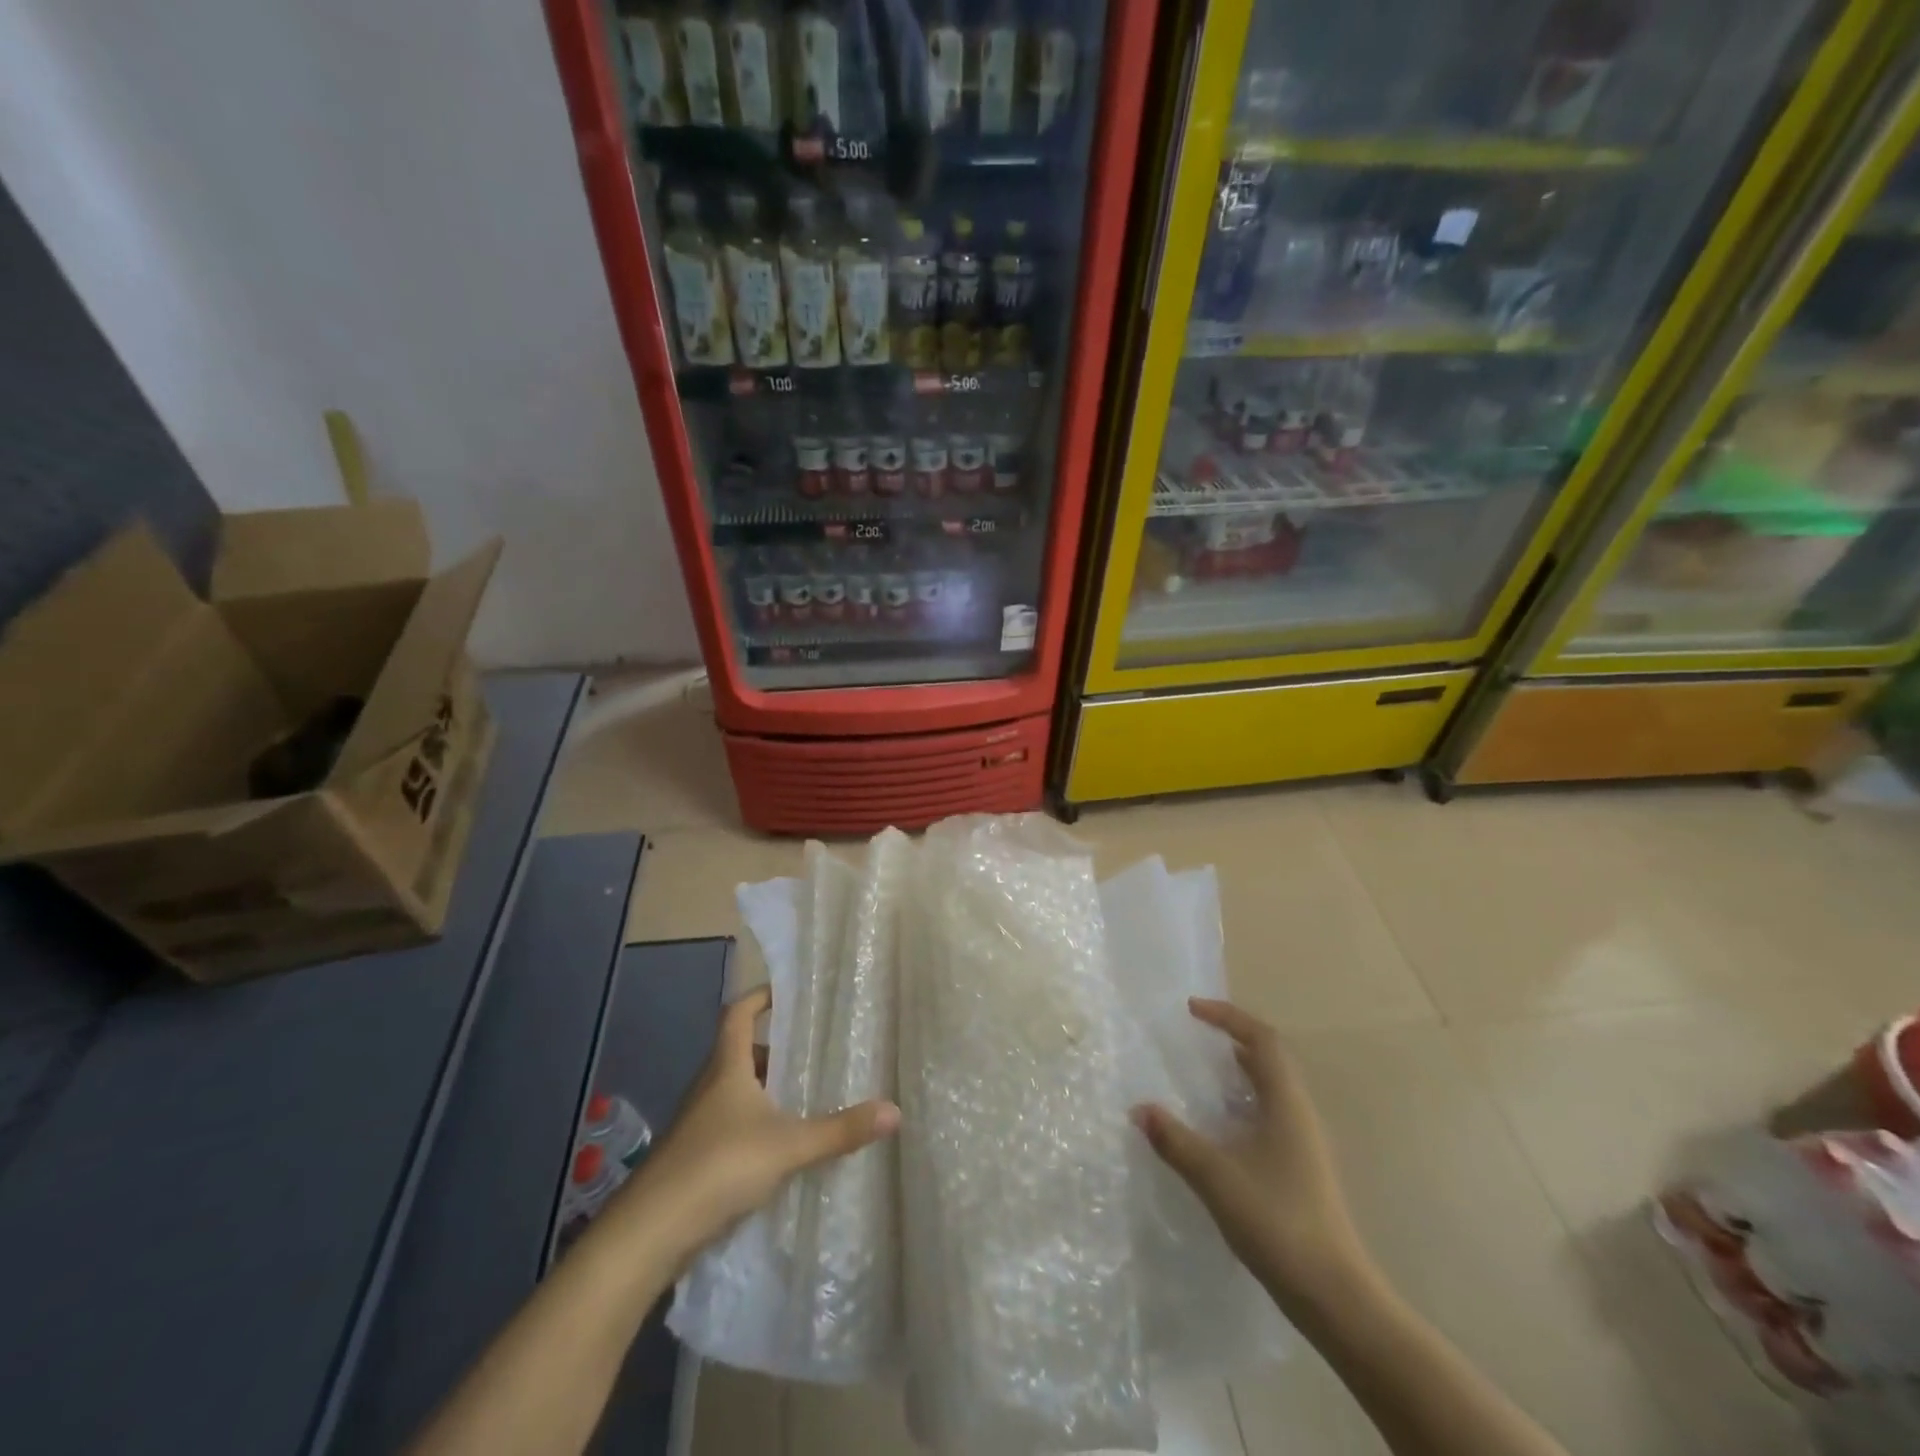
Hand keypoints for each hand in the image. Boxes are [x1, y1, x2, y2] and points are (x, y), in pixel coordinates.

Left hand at [604, 985, 899, 1266]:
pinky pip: (729, 1124)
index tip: (786, 991)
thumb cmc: (718, 1166)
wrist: (648, 1233)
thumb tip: (894, 1111)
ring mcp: (696, 1123)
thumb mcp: (788, 1146)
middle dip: (772, 1049)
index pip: (738, 1013)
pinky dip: (753, 1124)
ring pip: (734, 1090)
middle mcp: (708, 1087)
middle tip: (810, 1054)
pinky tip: (777, 1149)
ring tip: (802, 1099)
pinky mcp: (692, 1157)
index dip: (760, 996)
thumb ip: (839, 1130)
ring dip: (763, 1090)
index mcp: (726, 1067)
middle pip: (739, 1052)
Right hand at [1134, 998, 1366, 1310]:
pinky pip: (1268, 1116)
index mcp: (1287, 1103)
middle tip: (1192, 1037)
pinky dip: (1240, 1104)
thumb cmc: (1278, 1222)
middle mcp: (1299, 1114)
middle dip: (1230, 1039)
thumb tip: (1139, 1109)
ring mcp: (1303, 1143)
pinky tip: (1216, 1128)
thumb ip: (1175, 1140)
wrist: (1335, 1296)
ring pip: (1269, 1089)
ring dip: (1236, 1073)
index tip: (1192, 1010)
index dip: (1228, 1016)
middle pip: (1268, 1059)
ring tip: (1198, 1075)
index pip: (1262, 1039)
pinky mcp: (1299, 1169)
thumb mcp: (1216, 1177)